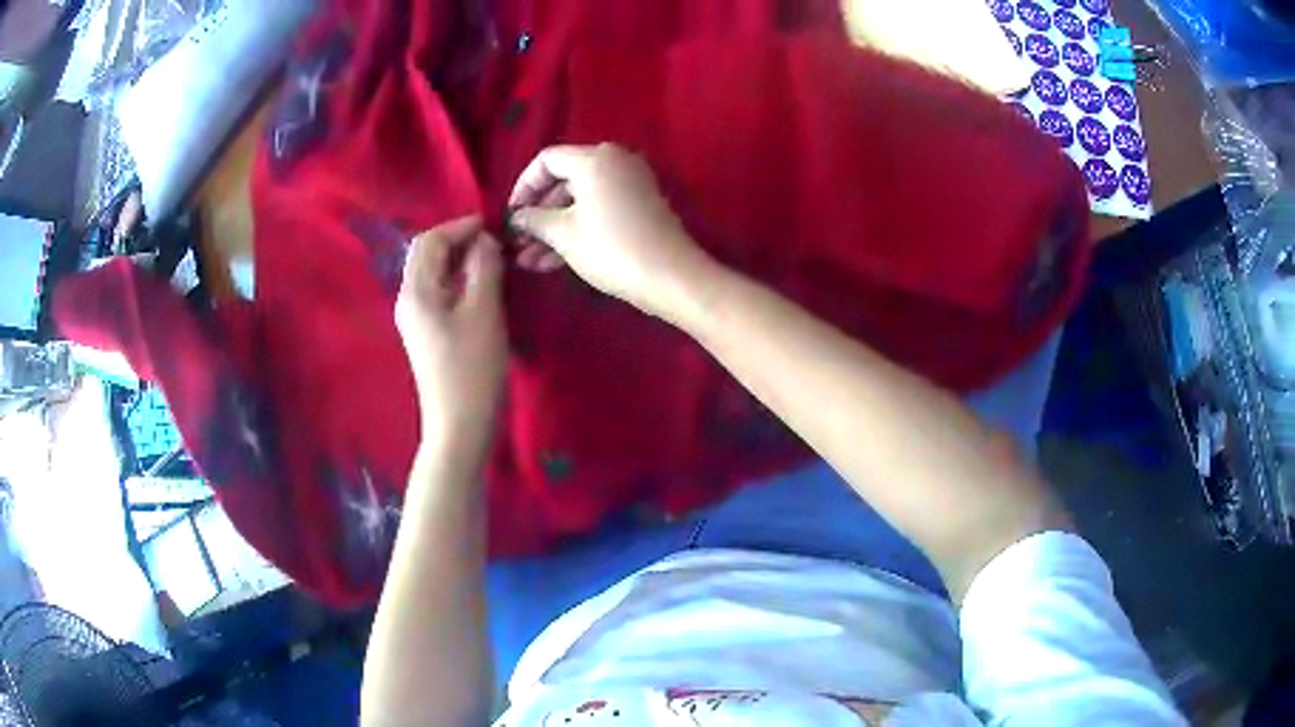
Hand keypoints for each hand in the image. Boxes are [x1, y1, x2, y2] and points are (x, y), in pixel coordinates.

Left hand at [395, 216, 505, 456]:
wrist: (460, 426)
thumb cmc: (473, 368)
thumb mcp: (484, 311)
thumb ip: (484, 266)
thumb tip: (484, 241)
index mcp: (416, 290)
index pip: (430, 239)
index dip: (461, 226)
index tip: (494, 226)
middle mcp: (408, 299)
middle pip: (427, 254)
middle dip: (459, 241)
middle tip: (495, 244)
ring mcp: (415, 319)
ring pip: (434, 273)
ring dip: (461, 260)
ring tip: (493, 262)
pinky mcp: (427, 334)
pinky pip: (439, 293)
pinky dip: (459, 281)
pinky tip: (482, 289)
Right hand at [509, 143, 715, 321]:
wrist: (671, 276)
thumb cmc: (612, 249)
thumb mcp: (564, 234)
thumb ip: (534, 220)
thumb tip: (517, 217)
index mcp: (594, 158)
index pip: (546, 160)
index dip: (523, 187)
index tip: (511, 216)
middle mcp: (614, 161)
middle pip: (564, 180)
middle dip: (538, 213)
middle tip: (518, 242)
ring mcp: (630, 183)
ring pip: (580, 200)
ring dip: (553, 228)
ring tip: (529, 261)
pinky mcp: (639, 206)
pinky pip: (599, 209)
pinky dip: (577, 229)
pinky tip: (552, 261)